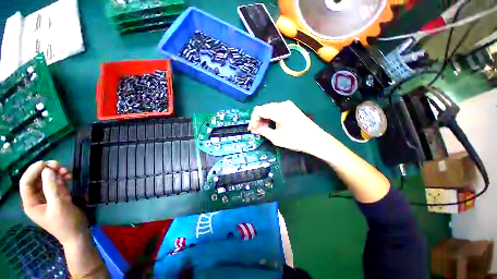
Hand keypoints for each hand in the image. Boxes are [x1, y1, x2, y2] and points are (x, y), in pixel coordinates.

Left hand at [19, 161, 88, 246]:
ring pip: (47, 180)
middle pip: (36, 180)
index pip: (26, 183)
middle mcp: (36, 199)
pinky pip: (56, 183)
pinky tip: (69, 177)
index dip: (33, 171)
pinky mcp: (57, 197)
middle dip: (46, 171)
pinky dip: (61, 178)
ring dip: (56, 173)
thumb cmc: (66, 223)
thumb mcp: (59, 205)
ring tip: (67, 172)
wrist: (78, 233)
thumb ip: (52, 188)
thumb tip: (48, 170)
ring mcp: (47, 198)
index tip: (46, 163)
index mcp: (31, 203)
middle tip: (58, 165)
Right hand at [248, 101, 329, 153]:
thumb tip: (255, 128)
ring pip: (269, 109)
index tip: (251, 129)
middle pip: (264, 108)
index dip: (253, 120)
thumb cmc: (295, 139)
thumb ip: (263, 131)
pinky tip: (271, 124)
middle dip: (258, 119)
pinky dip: (271, 117)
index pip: (259, 110)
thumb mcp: (276, 138)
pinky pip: (276, 110)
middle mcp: (282, 104)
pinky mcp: (291, 108)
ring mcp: (288, 105)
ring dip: (264, 118)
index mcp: (278, 110)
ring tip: (262, 129)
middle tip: (256, 130)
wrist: (315, 139)